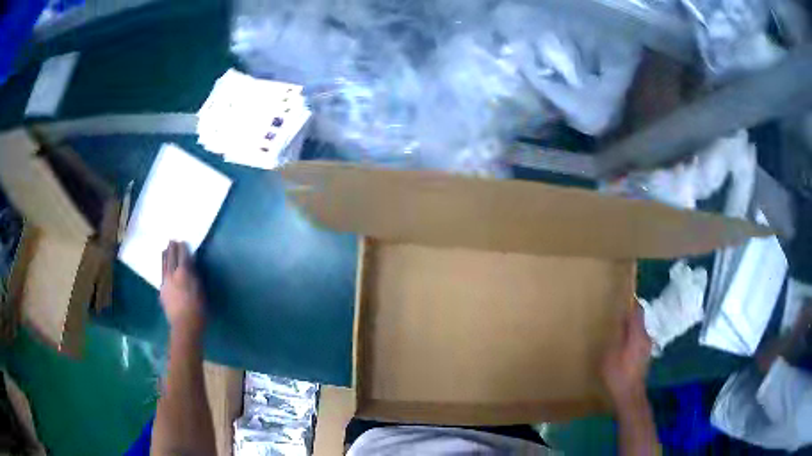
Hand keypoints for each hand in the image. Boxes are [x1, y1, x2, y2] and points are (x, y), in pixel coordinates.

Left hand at [160, 241, 205, 336]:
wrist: (184, 325)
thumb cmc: (197, 309)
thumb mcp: (200, 290)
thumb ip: (194, 275)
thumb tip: (190, 265)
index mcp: (183, 272)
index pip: (182, 255)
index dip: (182, 247)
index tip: (182, 241)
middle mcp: (171, 274)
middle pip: (170, 257)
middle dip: (171, 248)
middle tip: (172, 240)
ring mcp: (165, 283)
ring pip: (163, 265)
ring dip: (165, 256)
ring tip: (165, 250)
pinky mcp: (161, 291)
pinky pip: (162, 275)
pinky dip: (163, 269)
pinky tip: (164, 270)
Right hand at [602, 306, 651, 404]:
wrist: (629, 395)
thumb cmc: (618, 374)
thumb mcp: (611, 353)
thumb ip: (617, 334)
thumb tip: (620, 319)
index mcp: (638, 334)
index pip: (637, 311)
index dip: (630, 303)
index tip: (620, 299)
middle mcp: (646, 337)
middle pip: (639, 320)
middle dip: (628, 317)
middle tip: (614, 316)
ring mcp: (647, 348)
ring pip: (639, 331)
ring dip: (629, 329)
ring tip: (616, 332)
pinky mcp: (644, 357)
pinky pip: (638, 341)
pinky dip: (631, 339)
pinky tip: (621, 347)